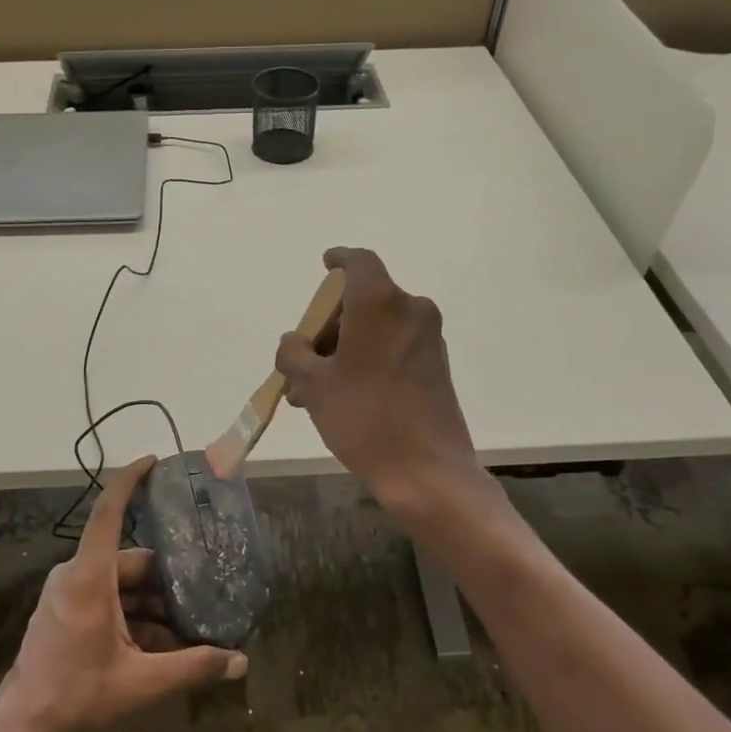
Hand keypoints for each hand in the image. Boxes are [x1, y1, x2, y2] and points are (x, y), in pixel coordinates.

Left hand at [0, 458, 247, 731]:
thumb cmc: (76, 701)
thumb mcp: (142, 685)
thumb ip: (193, 668)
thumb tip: (240, 662)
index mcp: (89, 577)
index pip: (109, 511)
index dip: (130, 480)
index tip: (154, 461)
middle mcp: (76, 577)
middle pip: (129, 560)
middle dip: (167, 577)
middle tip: (207, 589)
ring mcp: (66, 596)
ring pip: (120, 585)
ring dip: (153, 603)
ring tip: (192, 625)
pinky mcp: (65, 615)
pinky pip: (106, 601)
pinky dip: (134, 616)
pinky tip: (163, 645)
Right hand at [275, 247, 485, 516]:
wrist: (427, 470)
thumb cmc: (364, 418)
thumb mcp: (313, 385)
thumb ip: (294, 354)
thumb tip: (293, 343)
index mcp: (379, 303)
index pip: (358, 261)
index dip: (338, 260)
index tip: (324, 266)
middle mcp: (410, 310)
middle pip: (363, 299)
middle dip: (329, 323)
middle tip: (303, 359)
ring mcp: (428, 338)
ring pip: (376, 326)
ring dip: (345, 346)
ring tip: (314, 389)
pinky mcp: (437, 364)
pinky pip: (394, 346)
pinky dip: (368, 357)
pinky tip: (344, 394)